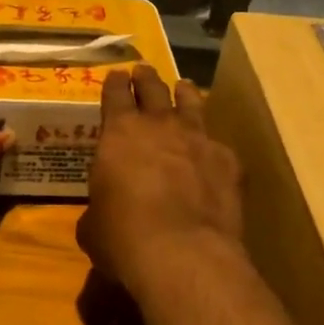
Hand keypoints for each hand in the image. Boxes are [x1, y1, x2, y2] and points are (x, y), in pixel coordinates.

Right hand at [79, 64, 243, 293]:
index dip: (115, 83)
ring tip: (183, 88)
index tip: (117, 75)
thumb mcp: (94, 226)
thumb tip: (101, 216)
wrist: (183, 254)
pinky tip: (213, 151)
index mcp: (119, 133)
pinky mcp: (229, 161)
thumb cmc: (124, 238)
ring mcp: (198, 139)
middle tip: (144, 71)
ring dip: (185, 94)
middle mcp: (160, 126)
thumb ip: (98, 209)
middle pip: (153, 88)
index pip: (115, 94)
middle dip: (146, 78)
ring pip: (191, 103)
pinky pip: (218, 144)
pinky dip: (212, 145)